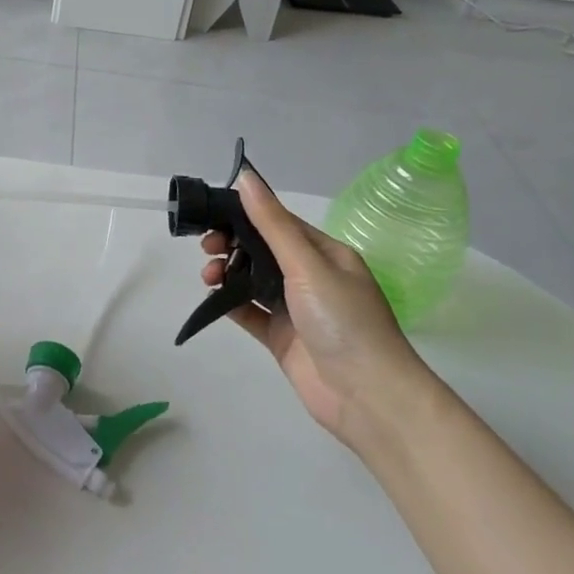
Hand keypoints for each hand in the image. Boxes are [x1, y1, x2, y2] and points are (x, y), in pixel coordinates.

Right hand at [201, 171, 434, 449]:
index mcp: (325, 254)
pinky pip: (250, 312)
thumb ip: (272, 223)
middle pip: (261, 250)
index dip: (244, 215)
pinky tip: (213, 298)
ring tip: (208, 275)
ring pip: (252, 280)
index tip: (210, 214)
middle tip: (206, 248)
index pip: (278, 223)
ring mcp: (296, 309)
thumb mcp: (307, 265)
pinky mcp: (282, 337)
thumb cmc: (343, 320)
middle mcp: (311, 277)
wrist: (368, 396)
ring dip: (227, 272)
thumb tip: (246, 177)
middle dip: (231, 244)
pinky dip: (230, 302)